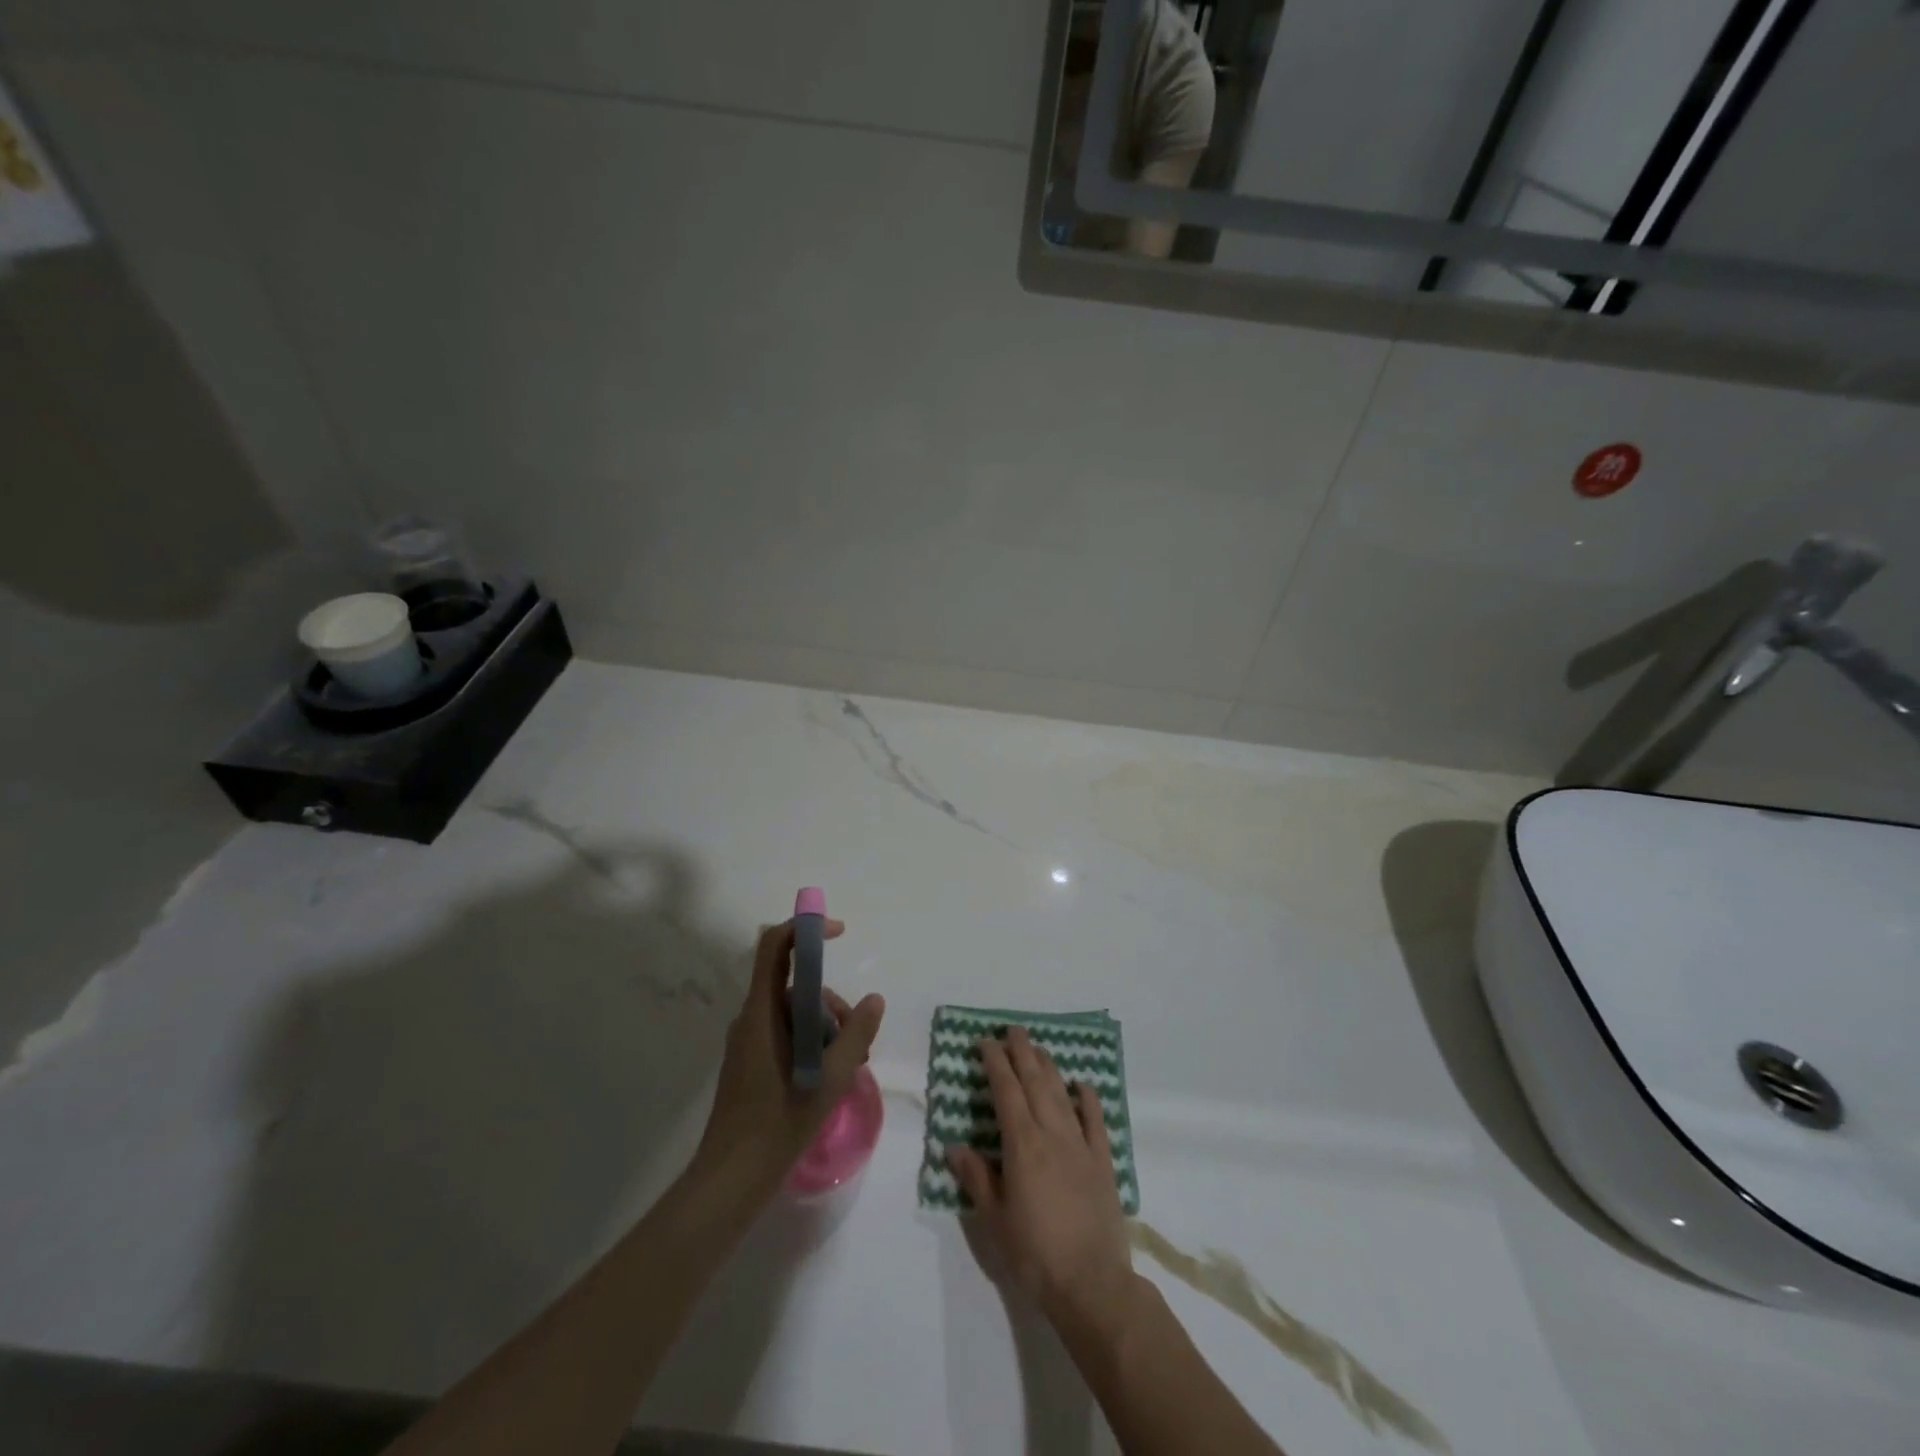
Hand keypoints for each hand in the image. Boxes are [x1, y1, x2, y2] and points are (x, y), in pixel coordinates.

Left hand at [691, 917, 884, 1201]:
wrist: (730, 1181)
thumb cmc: (778, 1124)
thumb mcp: (830, 1078)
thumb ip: (856, 1034)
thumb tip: (874, 999)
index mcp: (762, 1012)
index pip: (775, 946)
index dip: (805, 928)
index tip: (839, 932)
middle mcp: (751, 1019)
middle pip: (796, 986)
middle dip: (831, 1004)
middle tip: (857, 1042)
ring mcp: (749, 1042)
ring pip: (795, 1014)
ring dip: (826, 1029)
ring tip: (849, 1066)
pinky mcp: (751, 1063)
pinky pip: (787, 1035)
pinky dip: (812, 1045)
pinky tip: (831, 1077)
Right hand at [947, 1027, 1139, 1337]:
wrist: (1092, 1284)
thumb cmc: (1035, 1254)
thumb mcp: (995, 1220)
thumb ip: (977, 1178)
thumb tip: (954, 1146)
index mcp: (1022, 1145)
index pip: (1006, 1091)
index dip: (995, 1063)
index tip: (986, 1042)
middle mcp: (1052, 1134)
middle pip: (1036, 1082)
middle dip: (1023, 1052)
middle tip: (1013, 1030)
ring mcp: (1081, 1145)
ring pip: (1062, 1094)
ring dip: (1049, 1068)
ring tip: (1039, 1048)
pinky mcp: (1104, 1162)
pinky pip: (1096, 1121)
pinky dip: (1089, 1099)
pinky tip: (1083, 1085)